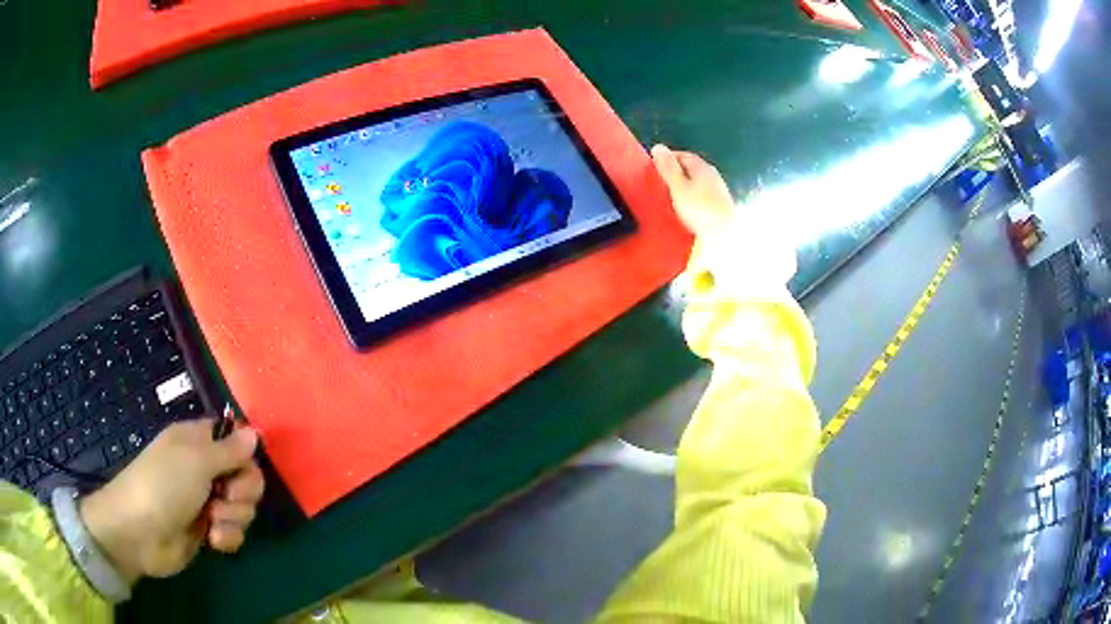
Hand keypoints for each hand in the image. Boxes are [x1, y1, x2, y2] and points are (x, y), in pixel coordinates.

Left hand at [79, 419, 264, 582]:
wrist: (140, 533)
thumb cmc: (163, 485)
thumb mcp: (196, 460)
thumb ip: (230, 450)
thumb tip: (254, 433)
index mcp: (199, 442)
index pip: (235, 440)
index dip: (245, 454)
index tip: (241, 467)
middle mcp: (205, 469)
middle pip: (246, 476)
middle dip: (243, 491)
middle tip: (225, 497)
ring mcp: (207, 502)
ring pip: (243, 507)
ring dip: (234, 517)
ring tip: (212, 521)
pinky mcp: (209, 531)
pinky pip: (235, 532)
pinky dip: (228, 536)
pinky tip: (213, 540)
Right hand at [651, 144, 735, 236]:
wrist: (727, 235)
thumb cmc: (700, 209)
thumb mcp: (679, 187)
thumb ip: (668, 168)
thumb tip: (658, 146)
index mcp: (702, 167)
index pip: (683, 155)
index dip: (669, 159)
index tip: (655, 167)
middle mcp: (712, 175)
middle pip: (691, 169)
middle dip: (676, 172)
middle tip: (660, 182)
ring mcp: (719, 191)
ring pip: (698, 183)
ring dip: (685, 186)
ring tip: (671, 196)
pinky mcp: (721, 206)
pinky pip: (702, 196)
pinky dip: (692, 198)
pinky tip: (687, 208)